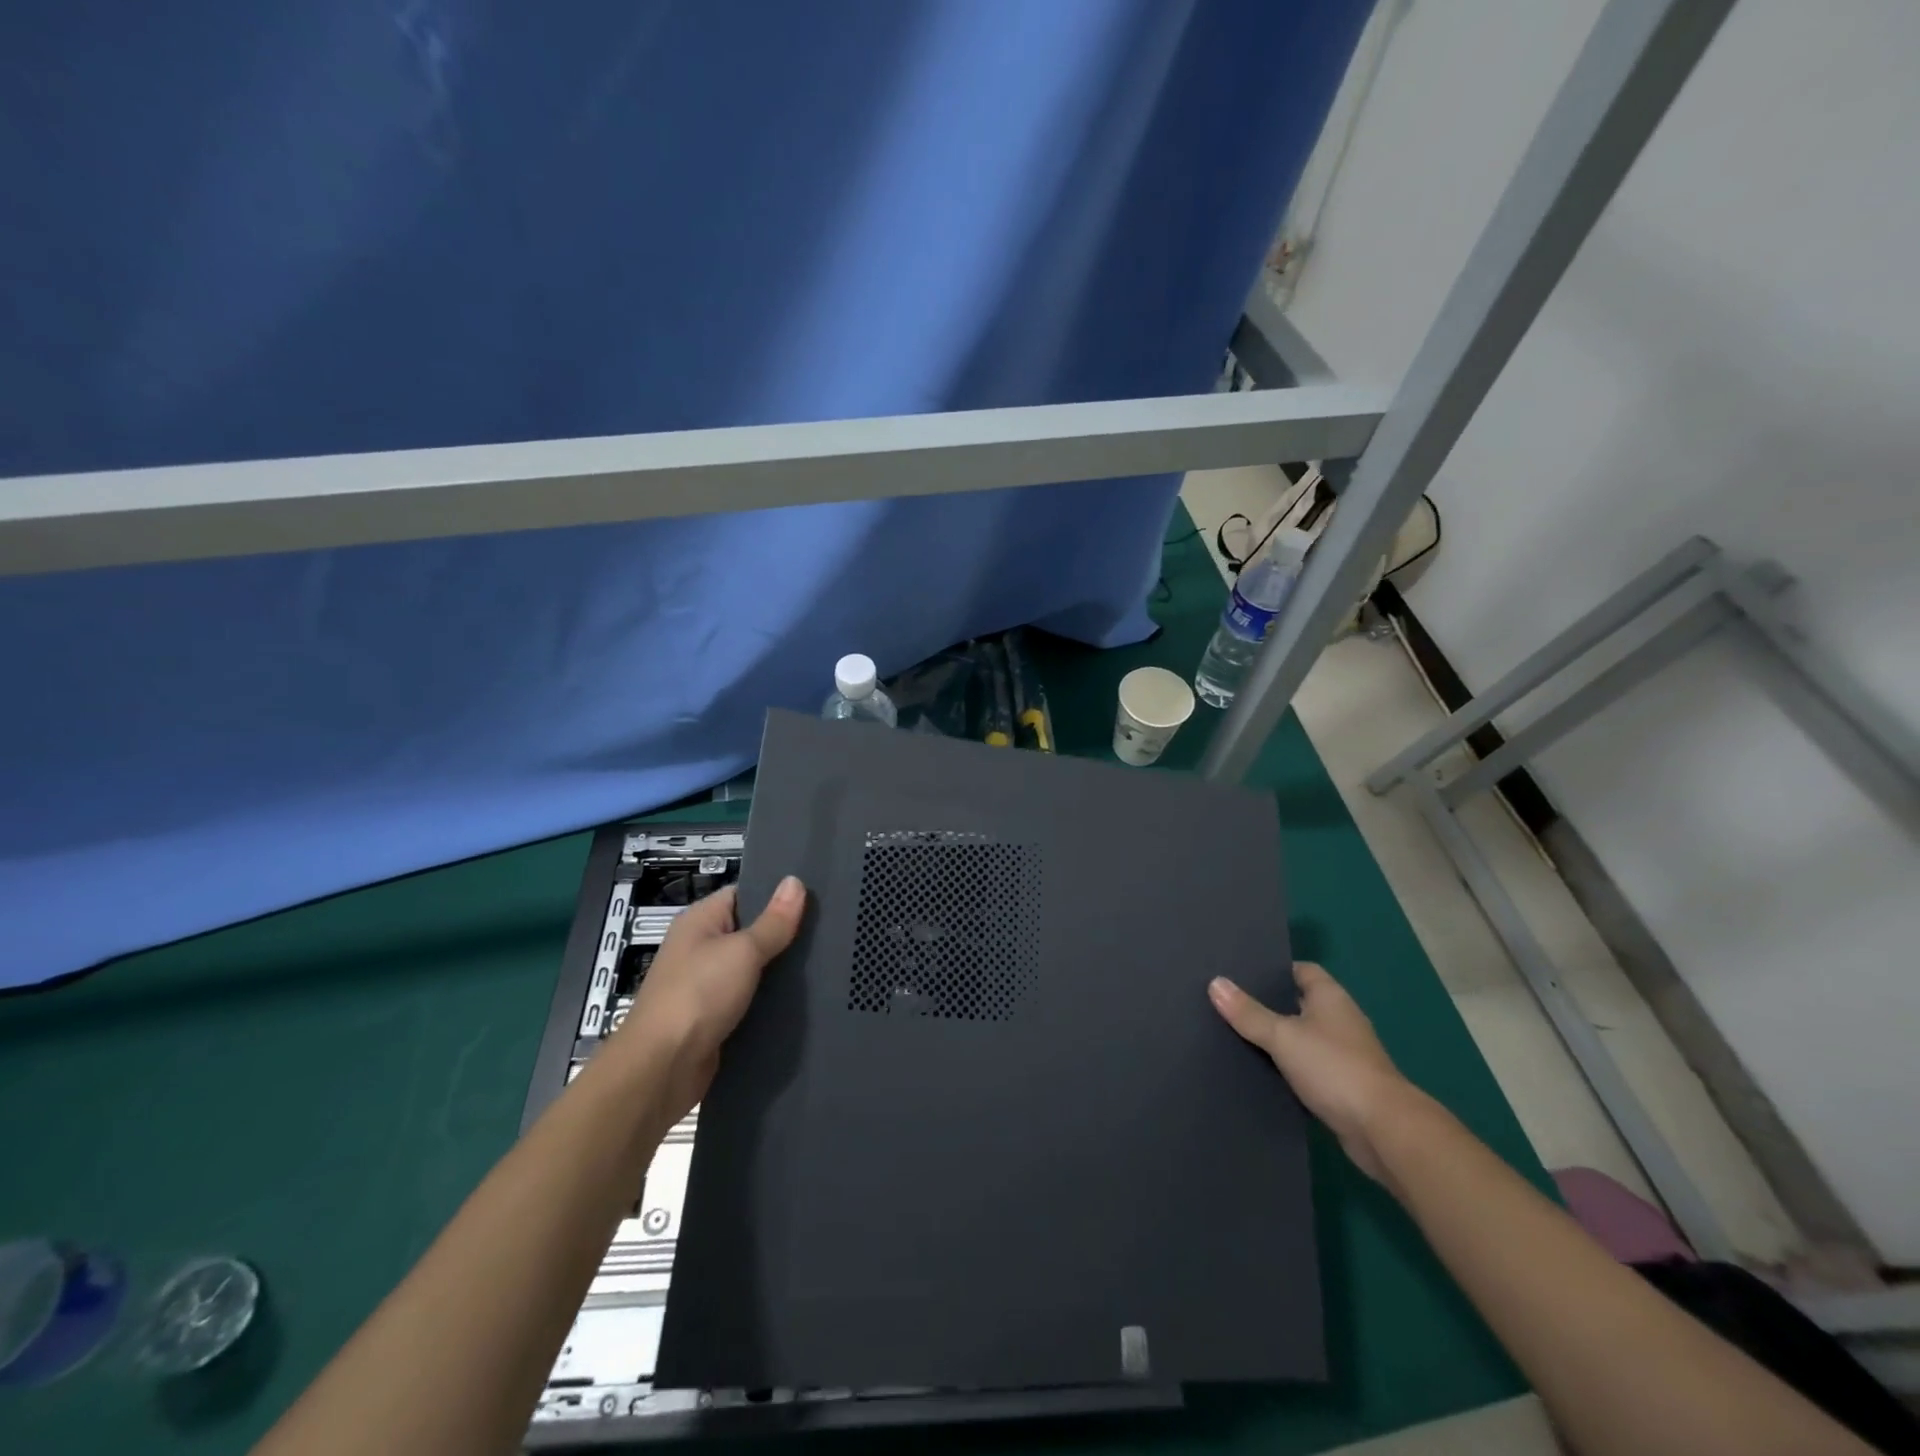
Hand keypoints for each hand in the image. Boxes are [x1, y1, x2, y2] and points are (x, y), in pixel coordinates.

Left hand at [611, 876, 805, 1125]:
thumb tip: (795, 881)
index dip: (777, 893)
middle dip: (785, 933)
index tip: (816, 895)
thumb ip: (773, 921)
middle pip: (751, 931)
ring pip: (754, 968)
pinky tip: (804, 998)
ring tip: (826, 961)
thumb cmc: (699, 995)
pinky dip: (772, 999)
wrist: (662, 1068)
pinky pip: (750, 999)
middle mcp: (701, 948)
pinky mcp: (716, 1017)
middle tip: (830, 928)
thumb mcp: (742, 951)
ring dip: (781, 969)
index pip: (744, 893)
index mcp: (700, 921)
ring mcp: (707, 985)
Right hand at [1209, 962, 1412, 1181]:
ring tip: (1234, 1034)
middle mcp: (1339, 1020)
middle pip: (1298, 1003)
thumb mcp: (1282, 1036)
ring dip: (1276, 1039)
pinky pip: (1306, 1067)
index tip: (1239, 972)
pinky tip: (1258, 1070)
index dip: (1272, 969)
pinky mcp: (1342, 1086)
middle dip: (1267, 1004)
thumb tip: (1215, 983)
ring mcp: (1343, 1054)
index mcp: (1330, 997)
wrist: (1383, 1131)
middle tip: (1227, 1002)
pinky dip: (1286, 1067)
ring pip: (1301, 1037)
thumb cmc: (1334, 1068)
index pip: (1300, 970)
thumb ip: (1249, 1013)